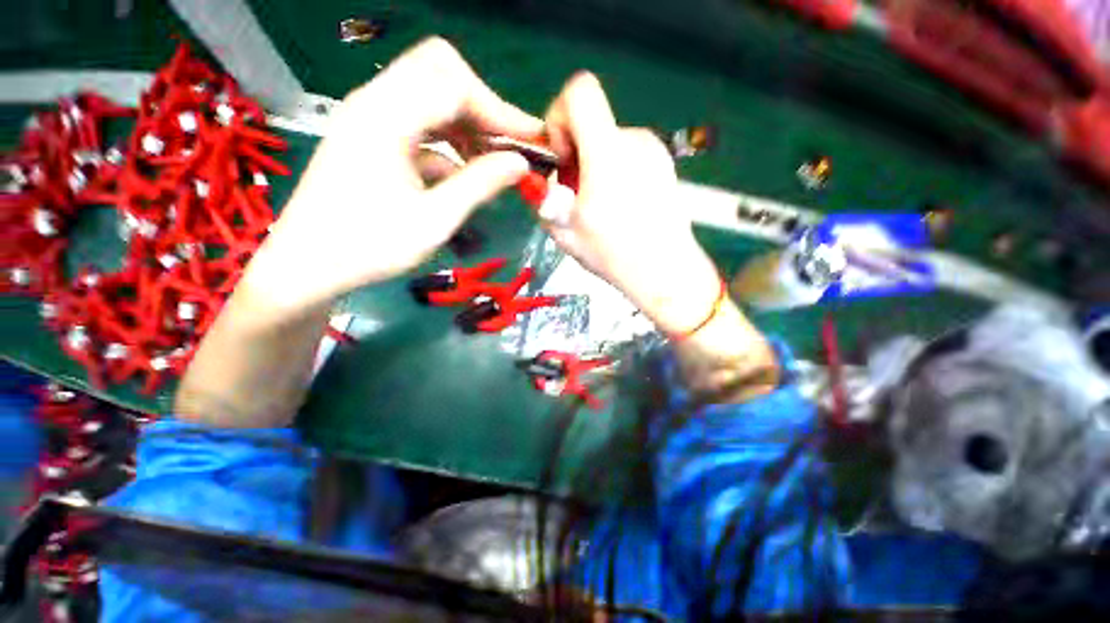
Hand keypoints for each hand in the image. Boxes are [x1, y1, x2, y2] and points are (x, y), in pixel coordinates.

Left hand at [244, 37, 541, 316]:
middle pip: (440, 72)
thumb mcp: (435, 220)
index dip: (500, 110)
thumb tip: (520, 164)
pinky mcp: (371, 136)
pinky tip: (460, 176)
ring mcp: (371, 117)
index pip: (455, 85)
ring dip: (466, 124)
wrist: (308, 265)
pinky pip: (418, 122)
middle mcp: (375, 102)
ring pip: (430, 95)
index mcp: (386, 117)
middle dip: (482, 107)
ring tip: (491, 162)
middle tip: (508, 145)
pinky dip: (447, 142)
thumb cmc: (370, 247)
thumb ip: (480, 185)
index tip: (532, 141)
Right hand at [541, 73, 721, 334]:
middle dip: (573, 155)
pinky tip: (620, 207)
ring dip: (593, 167)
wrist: (666, 271)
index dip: (559, 117)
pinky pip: (628, 156)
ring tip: (599, 208)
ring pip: (608, 143)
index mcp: (608, 153)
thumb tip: (539, 179)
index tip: (562, 160)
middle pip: (591, 124)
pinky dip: (614, 173)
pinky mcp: (664, 165)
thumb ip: (543, 198)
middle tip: (575, 196)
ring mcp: (654, 152)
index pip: (580, 92)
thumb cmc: (614, 255)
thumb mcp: (564, 231)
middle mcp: (635, 141)